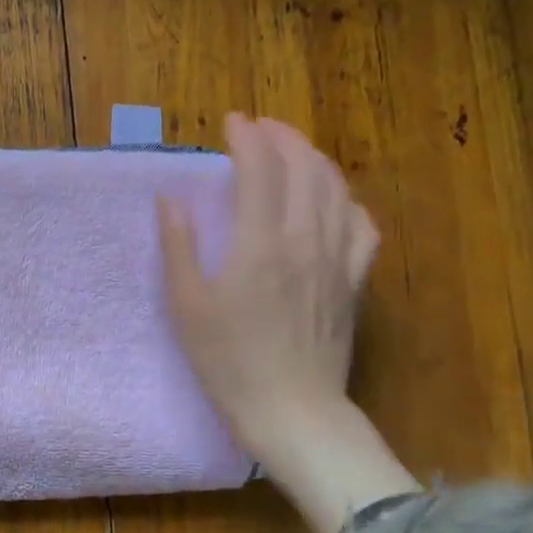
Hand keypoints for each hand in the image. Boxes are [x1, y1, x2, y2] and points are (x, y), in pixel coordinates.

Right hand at [160, 114, 417, 532]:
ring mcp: (337, 260)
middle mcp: (305, 240)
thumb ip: (178, 246)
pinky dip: (347, 200)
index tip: (231, 121)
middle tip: (260, 127)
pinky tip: (335, 201)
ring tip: (293, 151)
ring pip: (337, 190)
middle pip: (304, 168)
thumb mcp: (186, 306)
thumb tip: (170, 198)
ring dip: (314, 160)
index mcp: (260, 244)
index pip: (260, 169)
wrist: (292, 411)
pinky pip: (363, 226)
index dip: (247, 137)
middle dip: (282, 137)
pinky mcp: (354, 282)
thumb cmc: (228, 362)